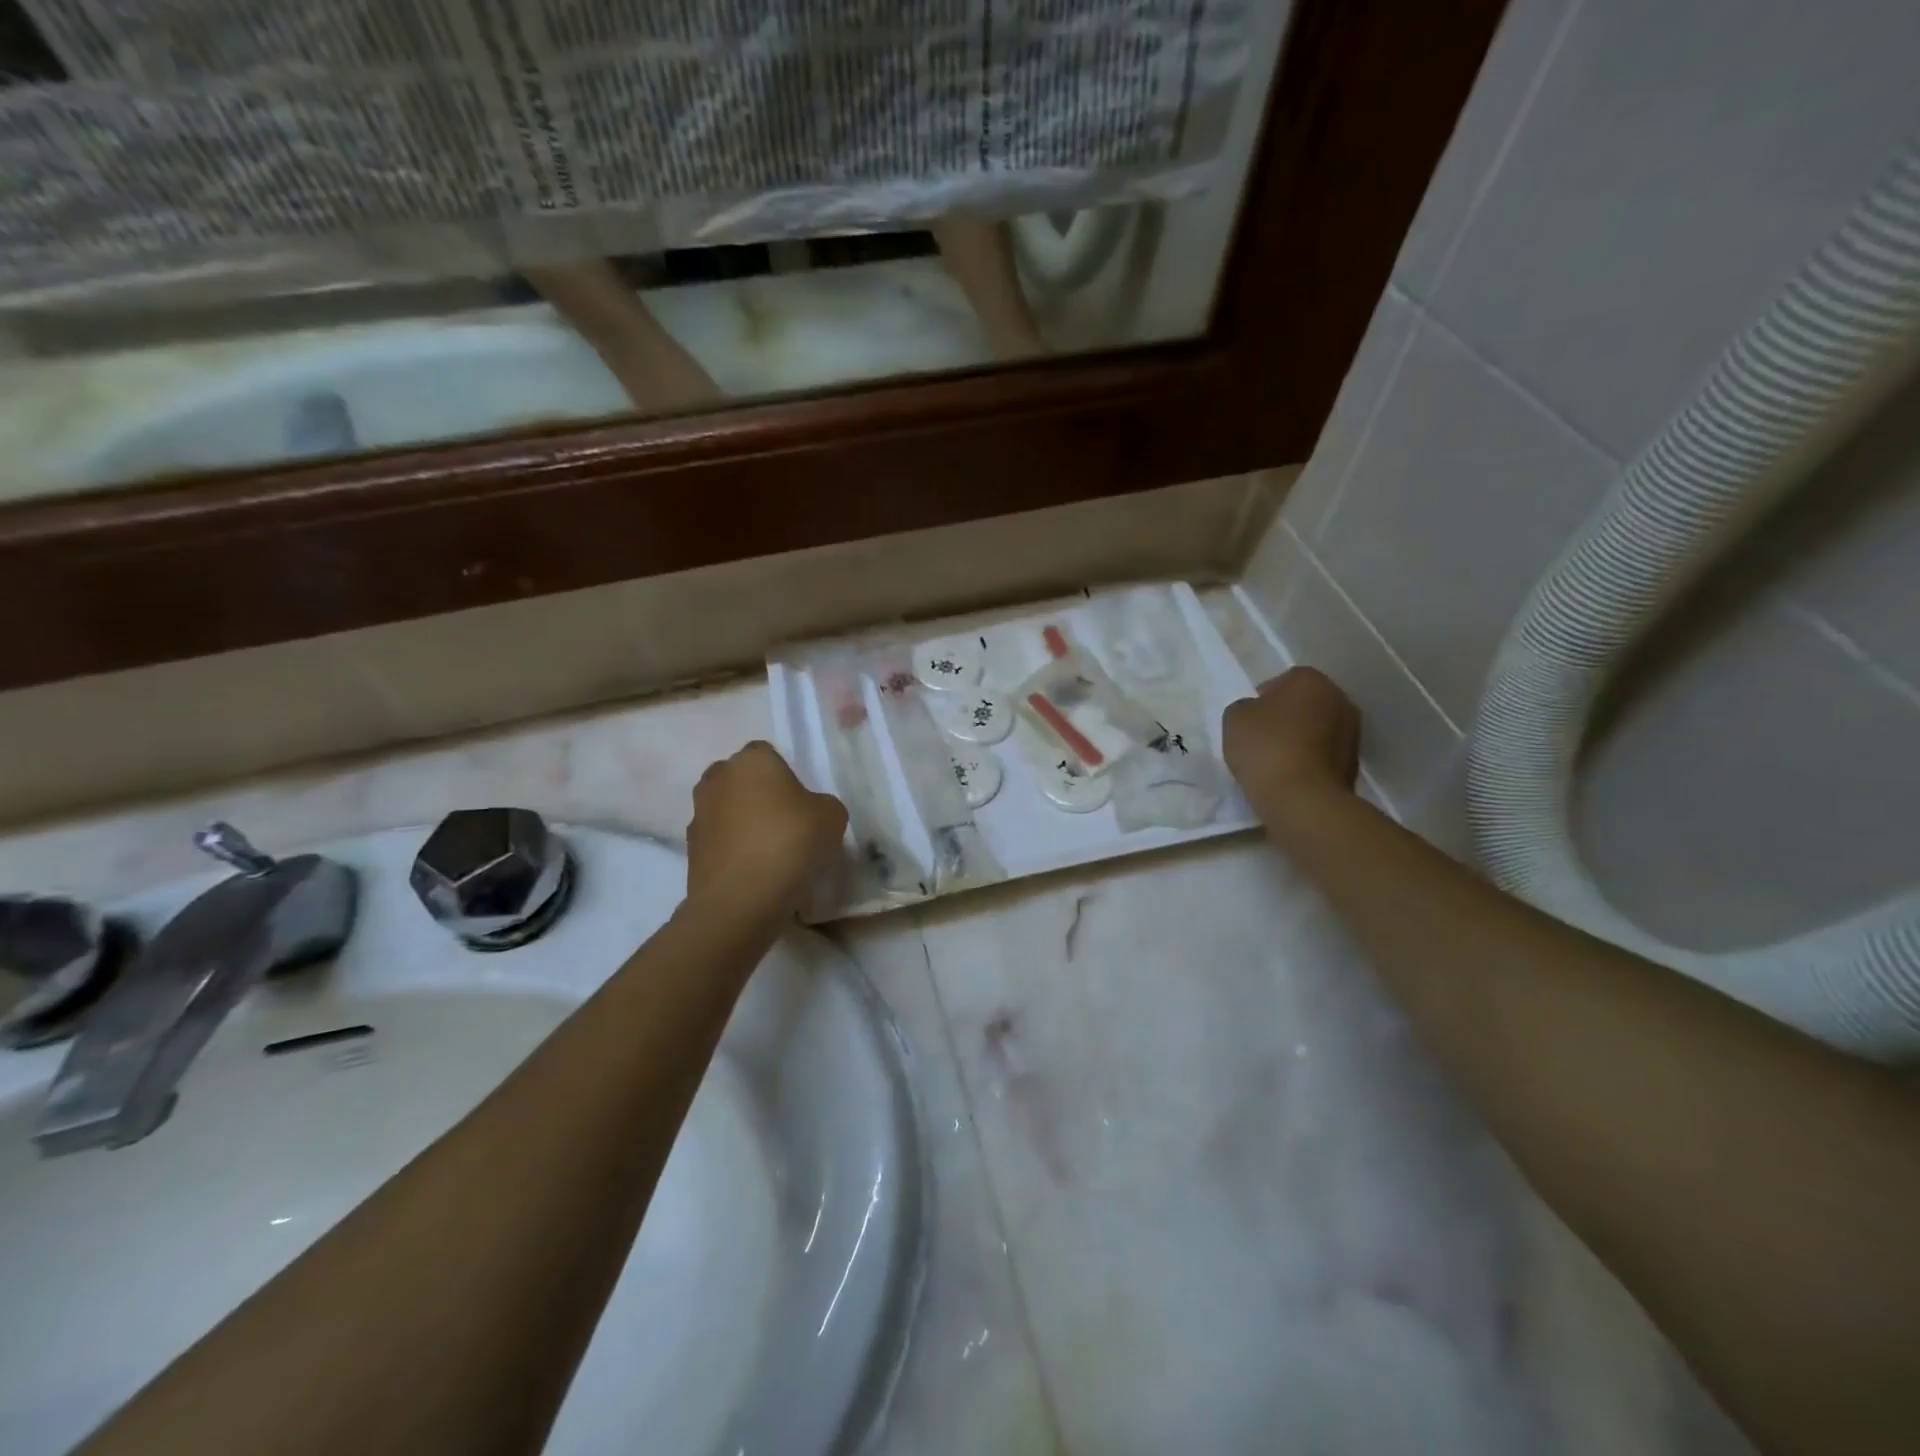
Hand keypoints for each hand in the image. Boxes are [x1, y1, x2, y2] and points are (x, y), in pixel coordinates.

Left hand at [686, 742, 847, 923]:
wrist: (740, 899)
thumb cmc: (790, 843)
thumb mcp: (832, 817)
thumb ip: (822, 804)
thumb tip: (810, 812)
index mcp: (752, 760)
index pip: (768, 753)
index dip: (785, 775)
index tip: (801, 802)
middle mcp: (718, 778)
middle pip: (741, 779)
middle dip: (758, 794)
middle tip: (784, 822)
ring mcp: (698, 813)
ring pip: (726, 809)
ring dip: (742, 822)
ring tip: (768, 851)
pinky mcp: (690, 848)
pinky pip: (718, 840)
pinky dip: (732, 849)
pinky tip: (753, 871)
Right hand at [1221, 667, 1360, 814]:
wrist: (1301, 798)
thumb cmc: (1265, 747)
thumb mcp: (1235, 718)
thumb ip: (1245, 707)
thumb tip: (1257, 712)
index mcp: (1311, 680)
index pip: (1285, 680)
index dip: (1264, 698)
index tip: (1251, 719)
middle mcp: (1340, 699)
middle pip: (1306, 703)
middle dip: (1288, 716)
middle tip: (1263, 737)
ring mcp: (1353, 732)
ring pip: (1319, 728)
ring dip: (1302, 738)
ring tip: (1277, 759)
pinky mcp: (1354, 764)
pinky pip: (1324, 754)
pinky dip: (1310, 760)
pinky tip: (1291, 775)